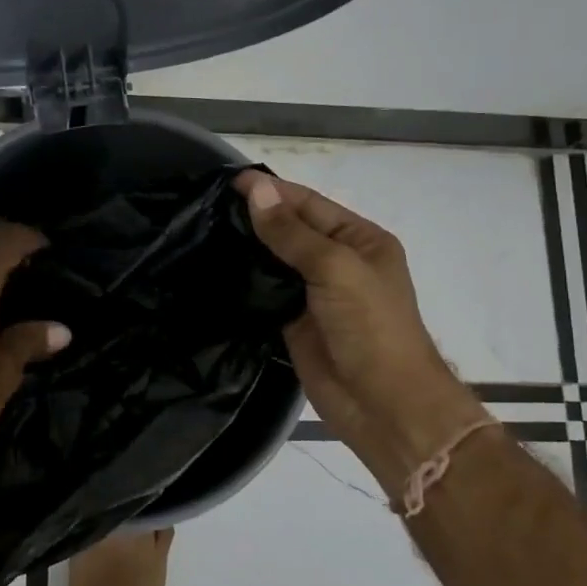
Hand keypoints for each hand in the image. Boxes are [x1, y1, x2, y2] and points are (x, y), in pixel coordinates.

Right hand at [235, 171, 473, 475]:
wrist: (382, 404)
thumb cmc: (371, 327)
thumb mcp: (335, 268)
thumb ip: (291, 232)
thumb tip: (256, 190)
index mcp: (360, 240)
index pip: (310, 205)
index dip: (273, 190)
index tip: (230, 181)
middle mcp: (339, 262)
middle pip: (292, 230)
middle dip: (257, 215)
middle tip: (207, 204)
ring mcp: (315, 294)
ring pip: (275, 261)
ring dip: (247, 247)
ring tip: (204, 230)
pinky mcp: (294, 322)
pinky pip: (266, 292)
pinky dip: (244, 280)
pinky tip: (215, 267)